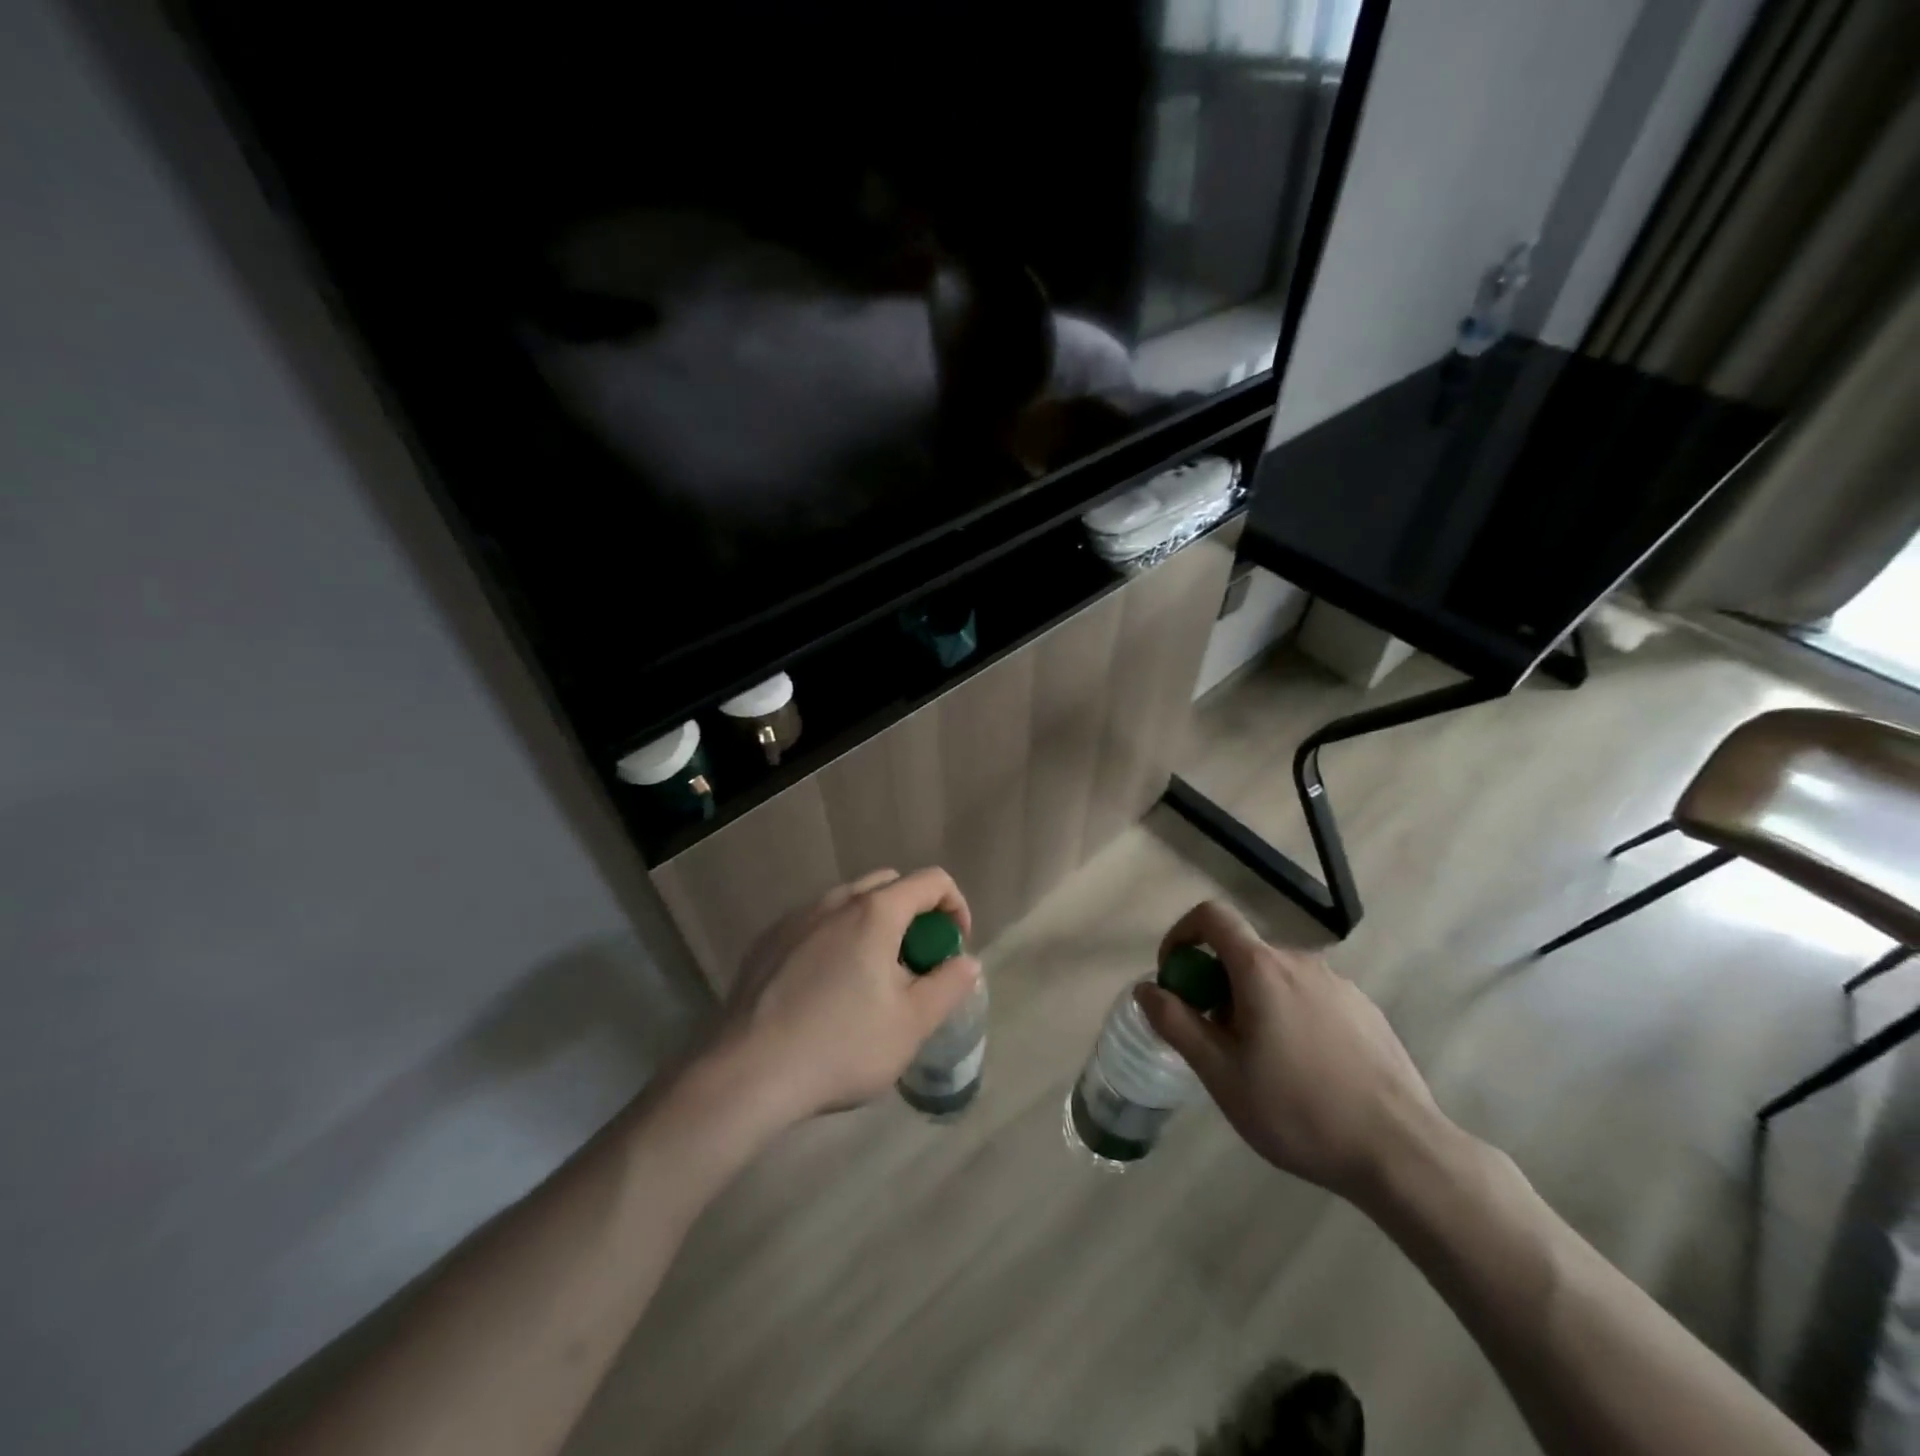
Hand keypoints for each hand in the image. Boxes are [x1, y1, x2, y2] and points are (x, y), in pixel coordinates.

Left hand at [713, 867, 982, 1121]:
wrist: (747, 1074)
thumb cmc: (841, 1047)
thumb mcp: (912, 1024)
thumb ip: (949, 985)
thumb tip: (966, 961)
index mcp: (875, 912)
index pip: (931, 881)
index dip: (955, 907)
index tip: (954, 947)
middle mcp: (835, 901)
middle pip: (889, 884)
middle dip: (914, 913)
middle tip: (916, 963)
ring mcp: (796, 918)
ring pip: (849, 903)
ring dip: (873, 925)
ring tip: (871, 977)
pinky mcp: (767, 941)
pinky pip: (816, 924)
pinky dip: (836, 939)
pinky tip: (826, 988)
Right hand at [1136, 900, 1448, 1202]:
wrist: (1402, 1152)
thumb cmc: (1299, 1111)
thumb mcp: (1222, 1074)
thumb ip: (1177, 1023)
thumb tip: (1147, 988)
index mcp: (1261, 968)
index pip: (1211, 916)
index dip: (1182, 934)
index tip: (1174, 975)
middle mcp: (1300, 961)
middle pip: (1243, 952)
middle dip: (1217, 983)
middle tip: (1216, 1038)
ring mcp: (1339, 984)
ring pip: (1277, 977)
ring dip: (1254, 1002)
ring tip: (1262, 1063)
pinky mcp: (1365, 1010)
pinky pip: (1311, 997)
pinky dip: (1290, 1015)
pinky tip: (1306, 1070)